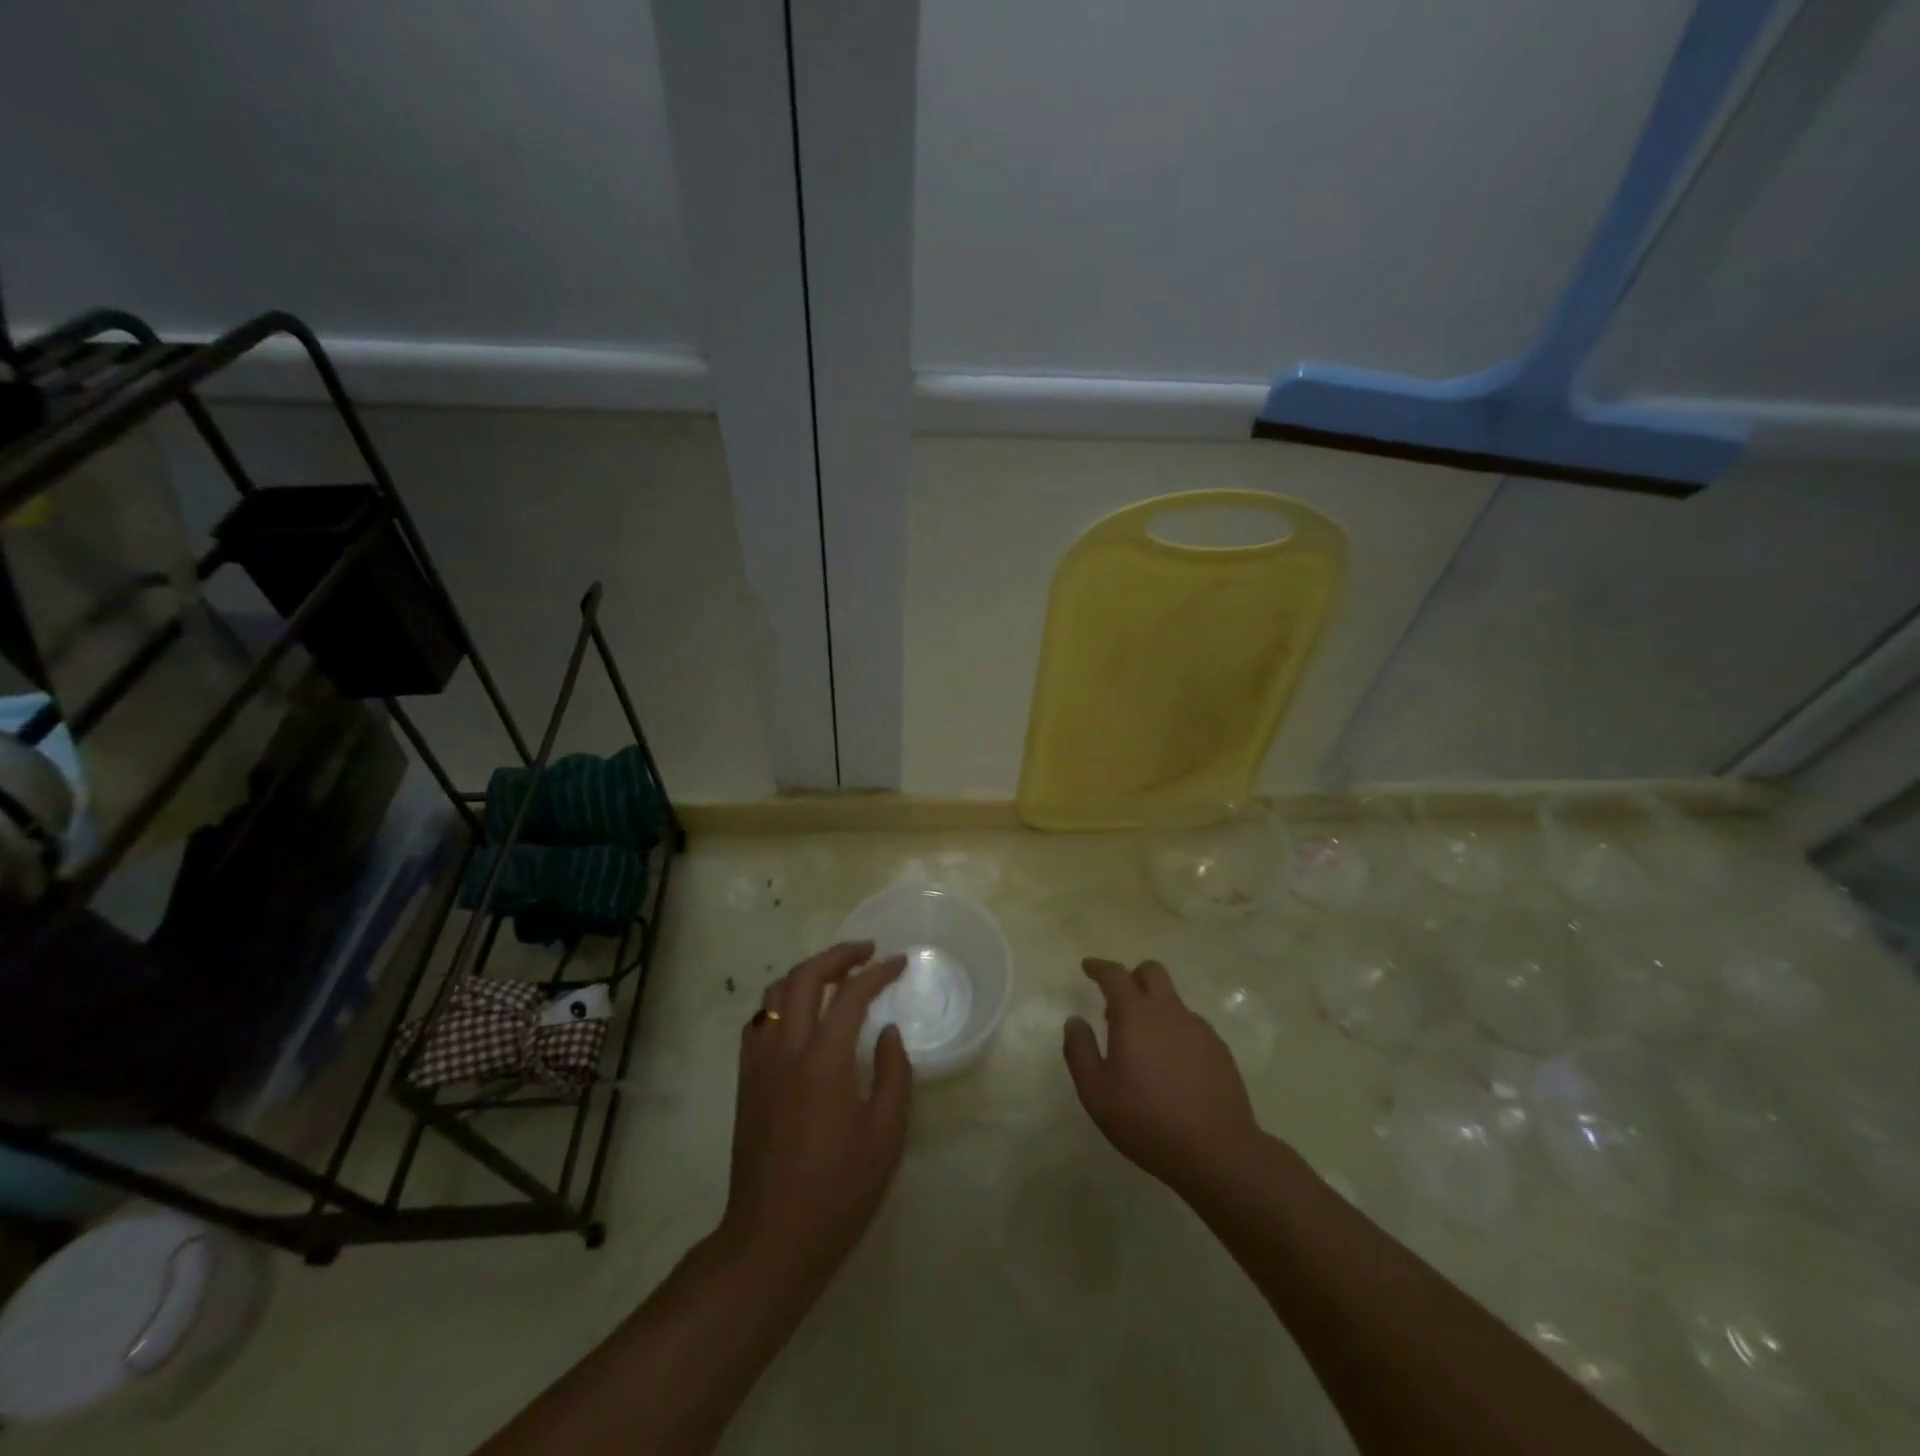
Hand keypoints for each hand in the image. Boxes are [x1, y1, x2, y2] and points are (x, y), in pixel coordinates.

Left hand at [720, 942, 912, 1299]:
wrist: (771, 1240)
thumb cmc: (838, 1192)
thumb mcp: (885, 1136)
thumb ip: (894, 1075)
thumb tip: (888, 1032)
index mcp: (824, 1061)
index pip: (851, 994)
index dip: (878, 972)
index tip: (900, 962)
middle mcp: (786, 1050)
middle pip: (804, 977)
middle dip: (837, 955)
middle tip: (866, 951)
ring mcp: (759, 1064)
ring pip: (774, 994)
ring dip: (806, 973)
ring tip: (835, 976)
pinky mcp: (746, 1082)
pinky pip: (759, 1022)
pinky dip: (781, 1002)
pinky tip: (800, 1015)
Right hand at [1063, 958, 1261, 1200]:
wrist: (1217, 1151)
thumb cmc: (1147, 1121)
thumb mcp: (1096, 1092)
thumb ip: (1079, 1050)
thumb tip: (1075, 1020)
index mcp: (1135, 1015)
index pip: (1115, 974)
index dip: (1099, 967)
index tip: (1088, 967)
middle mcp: (1168, 1011)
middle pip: (1151, 972)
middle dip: (1131, 977)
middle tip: (1116, 1004)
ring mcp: (1198, 1028)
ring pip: (1172, 999)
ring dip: (1153, 1007)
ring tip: (1142, 1045)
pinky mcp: (1218, 1048)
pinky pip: (1190, 1025)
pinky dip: (1173, 1031)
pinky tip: (1170, 1066)